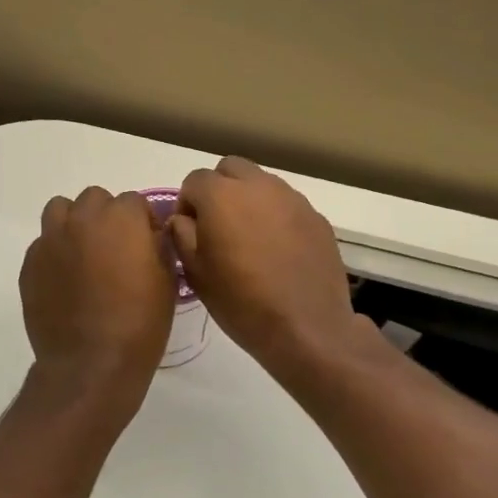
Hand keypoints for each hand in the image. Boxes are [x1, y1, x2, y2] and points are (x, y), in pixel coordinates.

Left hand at [21, 187, 174, 393]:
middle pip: (95, 199)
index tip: (146, 245)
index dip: (142, 222)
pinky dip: (55, 252)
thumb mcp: (167, 281)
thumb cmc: (140, 323)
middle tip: (115, 249)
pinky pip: (43, 244)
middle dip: (106, 217)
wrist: (90, 363)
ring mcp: (51, 239)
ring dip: (74, 223)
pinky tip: (65, 280)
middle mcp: (82, 219)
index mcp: (121, 218)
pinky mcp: (30, 263)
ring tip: (84, 254)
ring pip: (60, 210)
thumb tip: (150, 235)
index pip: (134, 202)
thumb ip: (158, 246)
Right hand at [169, 157, 369, 380]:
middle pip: (230, 169)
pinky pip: (287, 204)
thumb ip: (181, 234)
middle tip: (217, 226)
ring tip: (249, 239)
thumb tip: (183, 219)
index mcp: (221, 195)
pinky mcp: (316, 217)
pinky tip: (277, 251)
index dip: (187, 204)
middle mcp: (258, 185)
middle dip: (218, 189)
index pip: (194, 180)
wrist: (306, 327)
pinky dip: (275, 217)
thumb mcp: (195, 272)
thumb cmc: (241, 302)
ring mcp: (292, 199)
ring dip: (248, 200)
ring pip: (261, 183)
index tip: (190, 232)